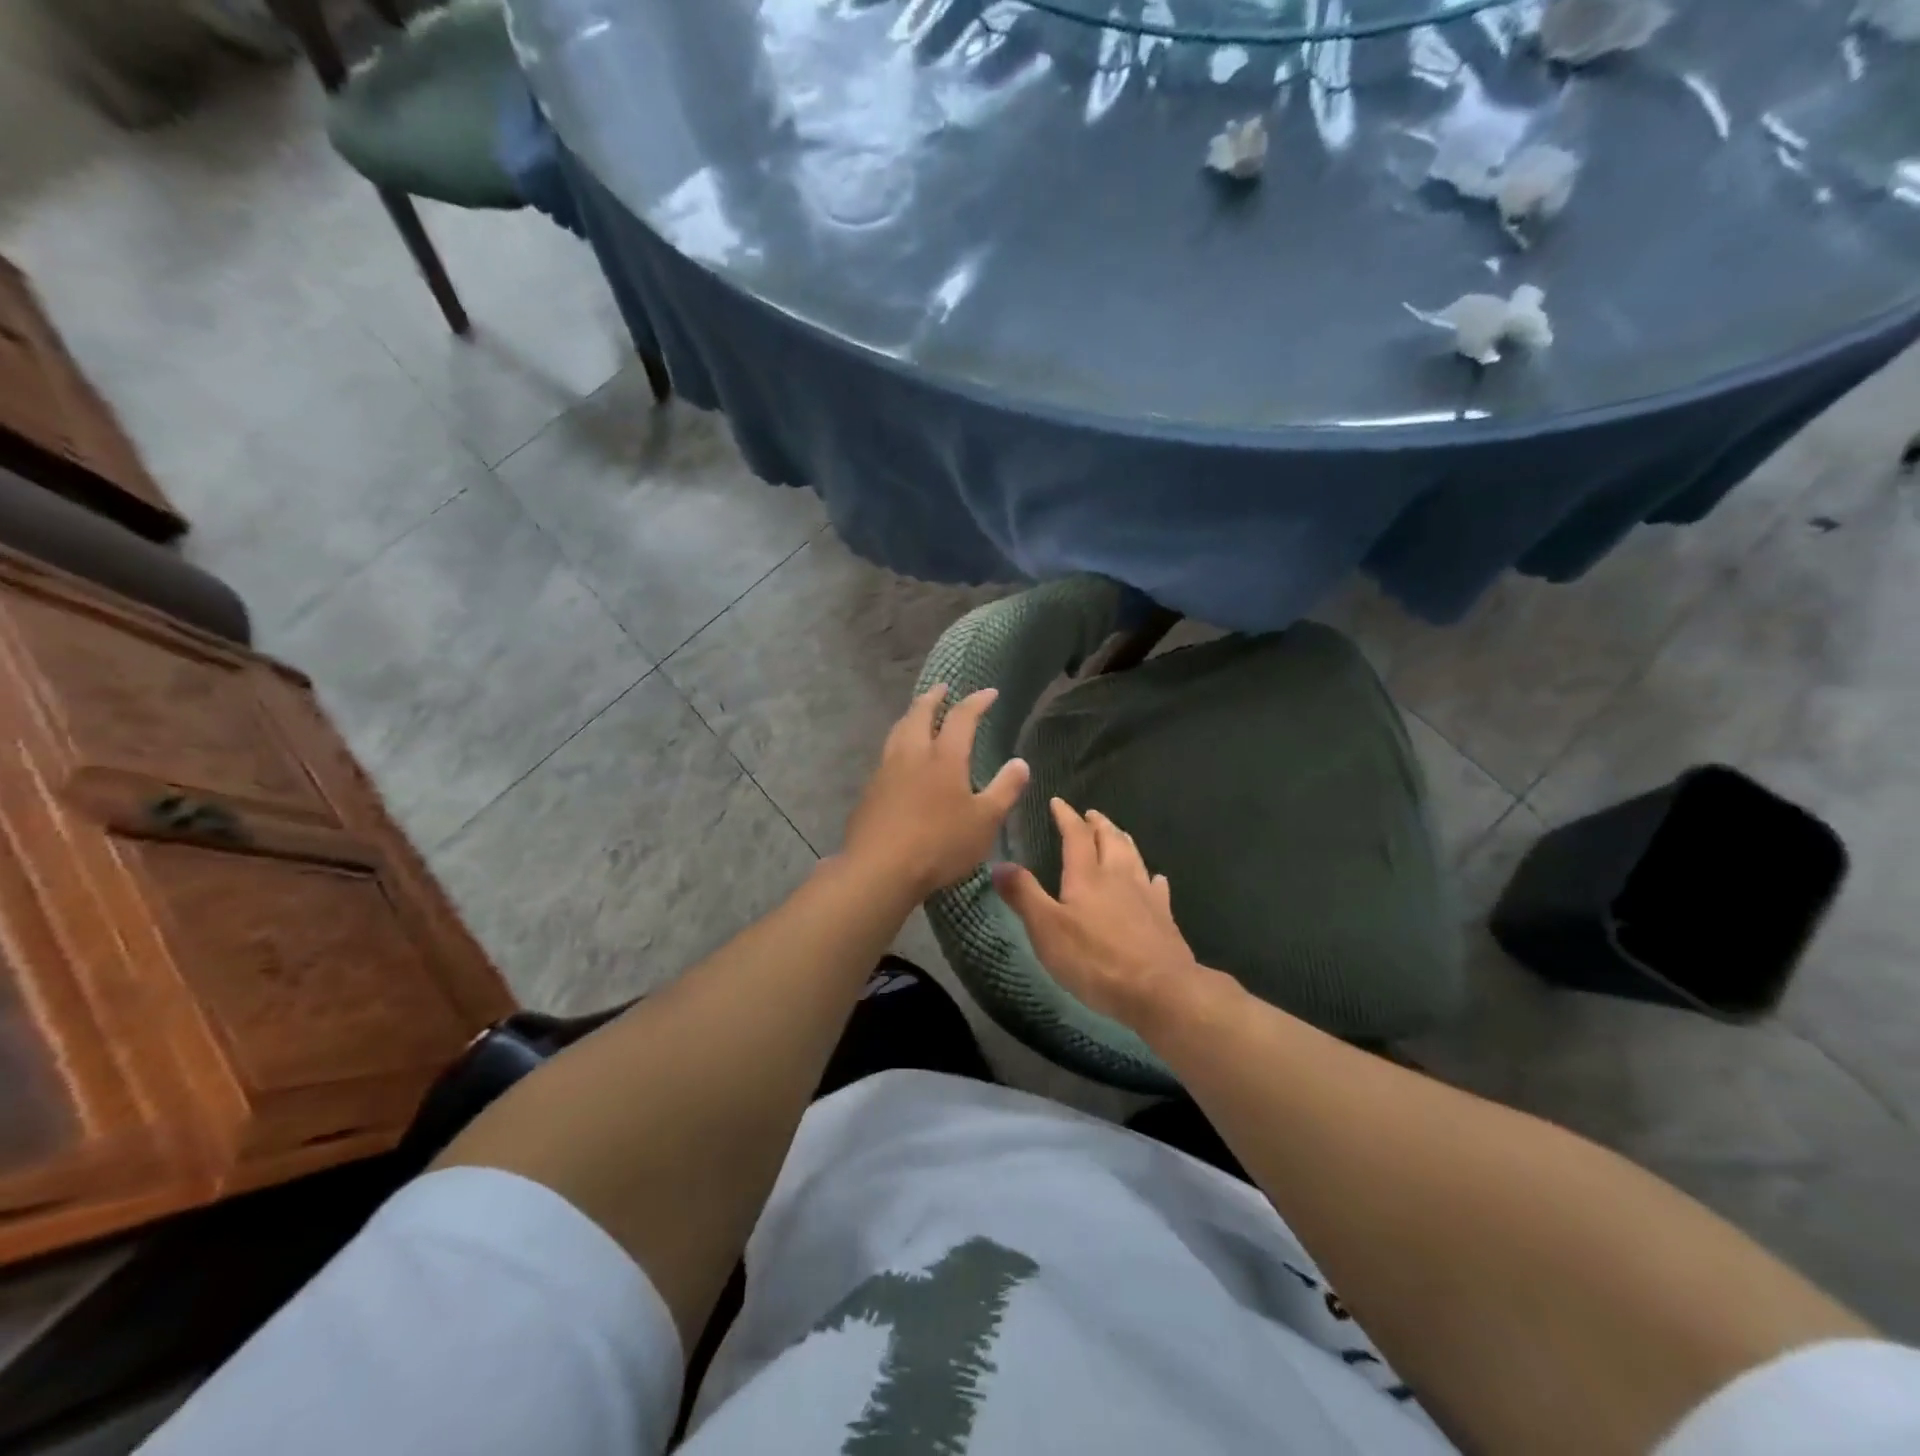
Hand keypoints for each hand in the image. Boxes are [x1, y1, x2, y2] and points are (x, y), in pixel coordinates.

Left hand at [842, 685, 1030, 900]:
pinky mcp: (870, 790)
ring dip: (911, 716)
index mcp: (944, 757)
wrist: (879, 869)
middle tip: (943, 688)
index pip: (962, 717)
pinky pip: (887, 755)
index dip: (976, 701)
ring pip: (898, 731)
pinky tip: (901, 759)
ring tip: (918, 715)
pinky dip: (898, 743)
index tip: (989, 692)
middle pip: (920, 713)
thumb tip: (1020, 762)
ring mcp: (886, 770)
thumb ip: (1004, 789)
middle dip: (934, 697)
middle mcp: (912, 754)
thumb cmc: (940, 844)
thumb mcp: (985, 821)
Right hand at [993, 799, 1205, 1027]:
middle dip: (1098, 824)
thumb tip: (999, 864)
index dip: (1066, 816)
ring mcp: (1145, 895)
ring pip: (1134, 857)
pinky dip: (1152, 877)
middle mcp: (1118, 877)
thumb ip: (1024, 895)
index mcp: (1087, 876)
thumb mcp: (1047, 930)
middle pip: (1110, 839)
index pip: (1075, 835)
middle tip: (1090, 814)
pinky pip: (1158, 887)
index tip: (1058, 802)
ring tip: (1117, 833)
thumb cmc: (1095, 960)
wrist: (1159, 989)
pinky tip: (1155, 878)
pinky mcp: (1164, 917)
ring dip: (1123, 840)